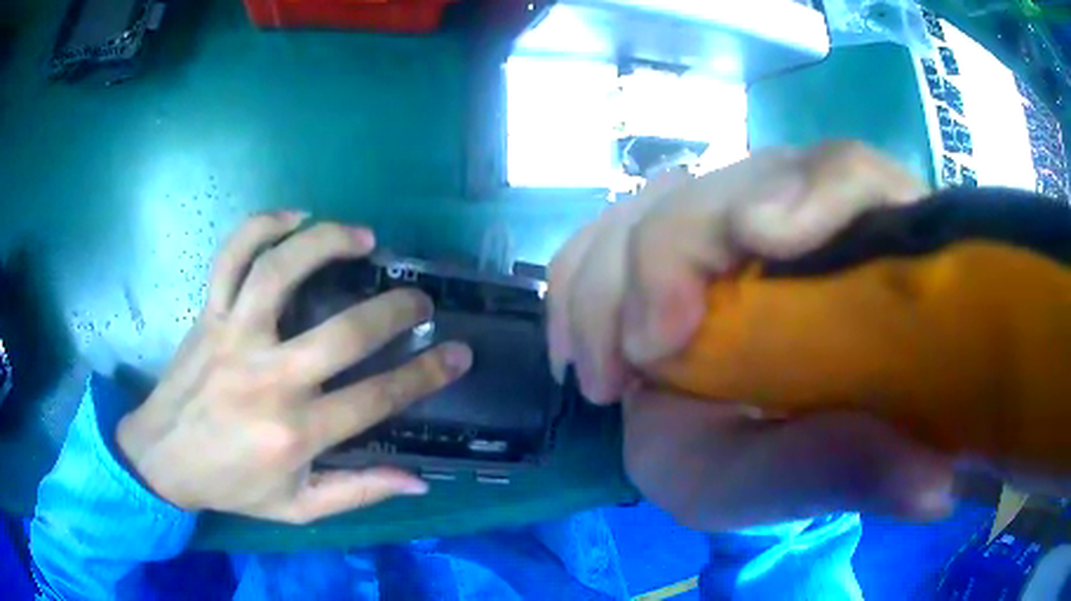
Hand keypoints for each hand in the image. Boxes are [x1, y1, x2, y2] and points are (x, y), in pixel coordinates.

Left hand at [117, 213, 472, 523]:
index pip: (376, 399)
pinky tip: (293, 217)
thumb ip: (358, 493)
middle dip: (395, 311)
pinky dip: (261, 226)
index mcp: (294, 433)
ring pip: (280, 271)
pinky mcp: (209, 315)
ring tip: (364, 238)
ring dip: (328, 243)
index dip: (425, 374)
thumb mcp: (298, 509)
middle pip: (342, 332)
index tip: (459, 353)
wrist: (163, 459)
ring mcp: (234, 337)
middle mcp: (267, 379)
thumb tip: (419, 480)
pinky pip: (231, 256)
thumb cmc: (232, 486)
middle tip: (421, 300)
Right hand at [549, 141, 955, 525]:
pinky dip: (578, 278)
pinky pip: (609, 227)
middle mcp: (800, 218)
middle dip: (667, 258)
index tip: (759, 242)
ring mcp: (726, 223)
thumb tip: (937, 489)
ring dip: (609, 278)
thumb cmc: (794, 464)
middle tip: (641, 358)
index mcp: (866, 253)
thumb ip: (866, 473)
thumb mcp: (819, 480)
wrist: (751, 452)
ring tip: (603, 376)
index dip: (811, 191)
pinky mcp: (672, 245)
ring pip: (657, 199)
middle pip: (731, 181)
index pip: (851, 173)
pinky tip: (577, 345)